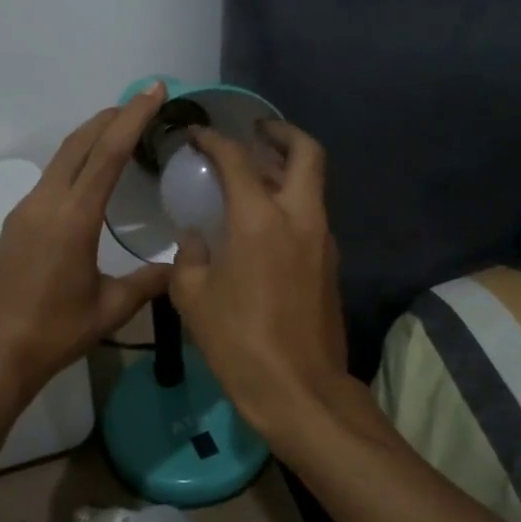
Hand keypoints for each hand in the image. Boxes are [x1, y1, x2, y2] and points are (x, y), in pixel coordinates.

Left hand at [0, 85, 173, 403]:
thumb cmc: (53, 333)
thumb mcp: (109, 309)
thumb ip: (148, 283)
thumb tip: (180, 268)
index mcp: (73, 217)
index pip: (108, 153)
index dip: (133, 118)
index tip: (154, 91)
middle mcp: (45, 203)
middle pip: (79, 144)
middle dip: (111, 117)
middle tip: (141, 103)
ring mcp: (24, 212)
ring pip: (61, 159)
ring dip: (90, 138)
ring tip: (119, 132)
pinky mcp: (14, 225)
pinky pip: (49, 180)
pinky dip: (74, 164)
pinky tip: (88, 179)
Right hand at [170, 120, 350, 450]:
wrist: (298, 388)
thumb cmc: (238, 341)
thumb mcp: (193, 298)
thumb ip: (190, 257)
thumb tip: (197, 239)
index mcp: (259, 219)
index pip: (237, 160)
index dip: (214, 140)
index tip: (197, 135)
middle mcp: (299, 217)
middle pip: (306, 153)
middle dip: (281, 133)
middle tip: (255, 132)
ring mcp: (322, 240)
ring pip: (313, 185)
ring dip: (288, 169)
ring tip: (255, 174)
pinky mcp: (330, 264)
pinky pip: (312, 215)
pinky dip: (291, 202)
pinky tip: (263, 222)